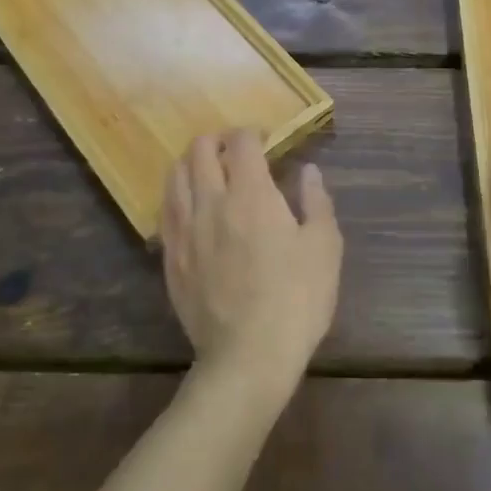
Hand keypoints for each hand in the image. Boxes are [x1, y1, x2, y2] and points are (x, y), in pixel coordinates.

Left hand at [162, 130, 342, 398]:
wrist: (248, 356)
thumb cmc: (296, 299)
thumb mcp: (324, 248)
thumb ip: (316, 202)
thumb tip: (308, 171)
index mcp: (251, 193)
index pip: (241, 142)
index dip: (252, 133)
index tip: (265, 141)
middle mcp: (211, 201)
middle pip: (200, 149)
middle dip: (217, 140)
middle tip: (235, 151)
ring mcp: (185, 229)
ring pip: (175, 175)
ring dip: (191, 163)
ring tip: (208, 171)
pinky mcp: (171, 256)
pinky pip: (165, 210)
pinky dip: (177, 195)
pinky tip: (190, 206)